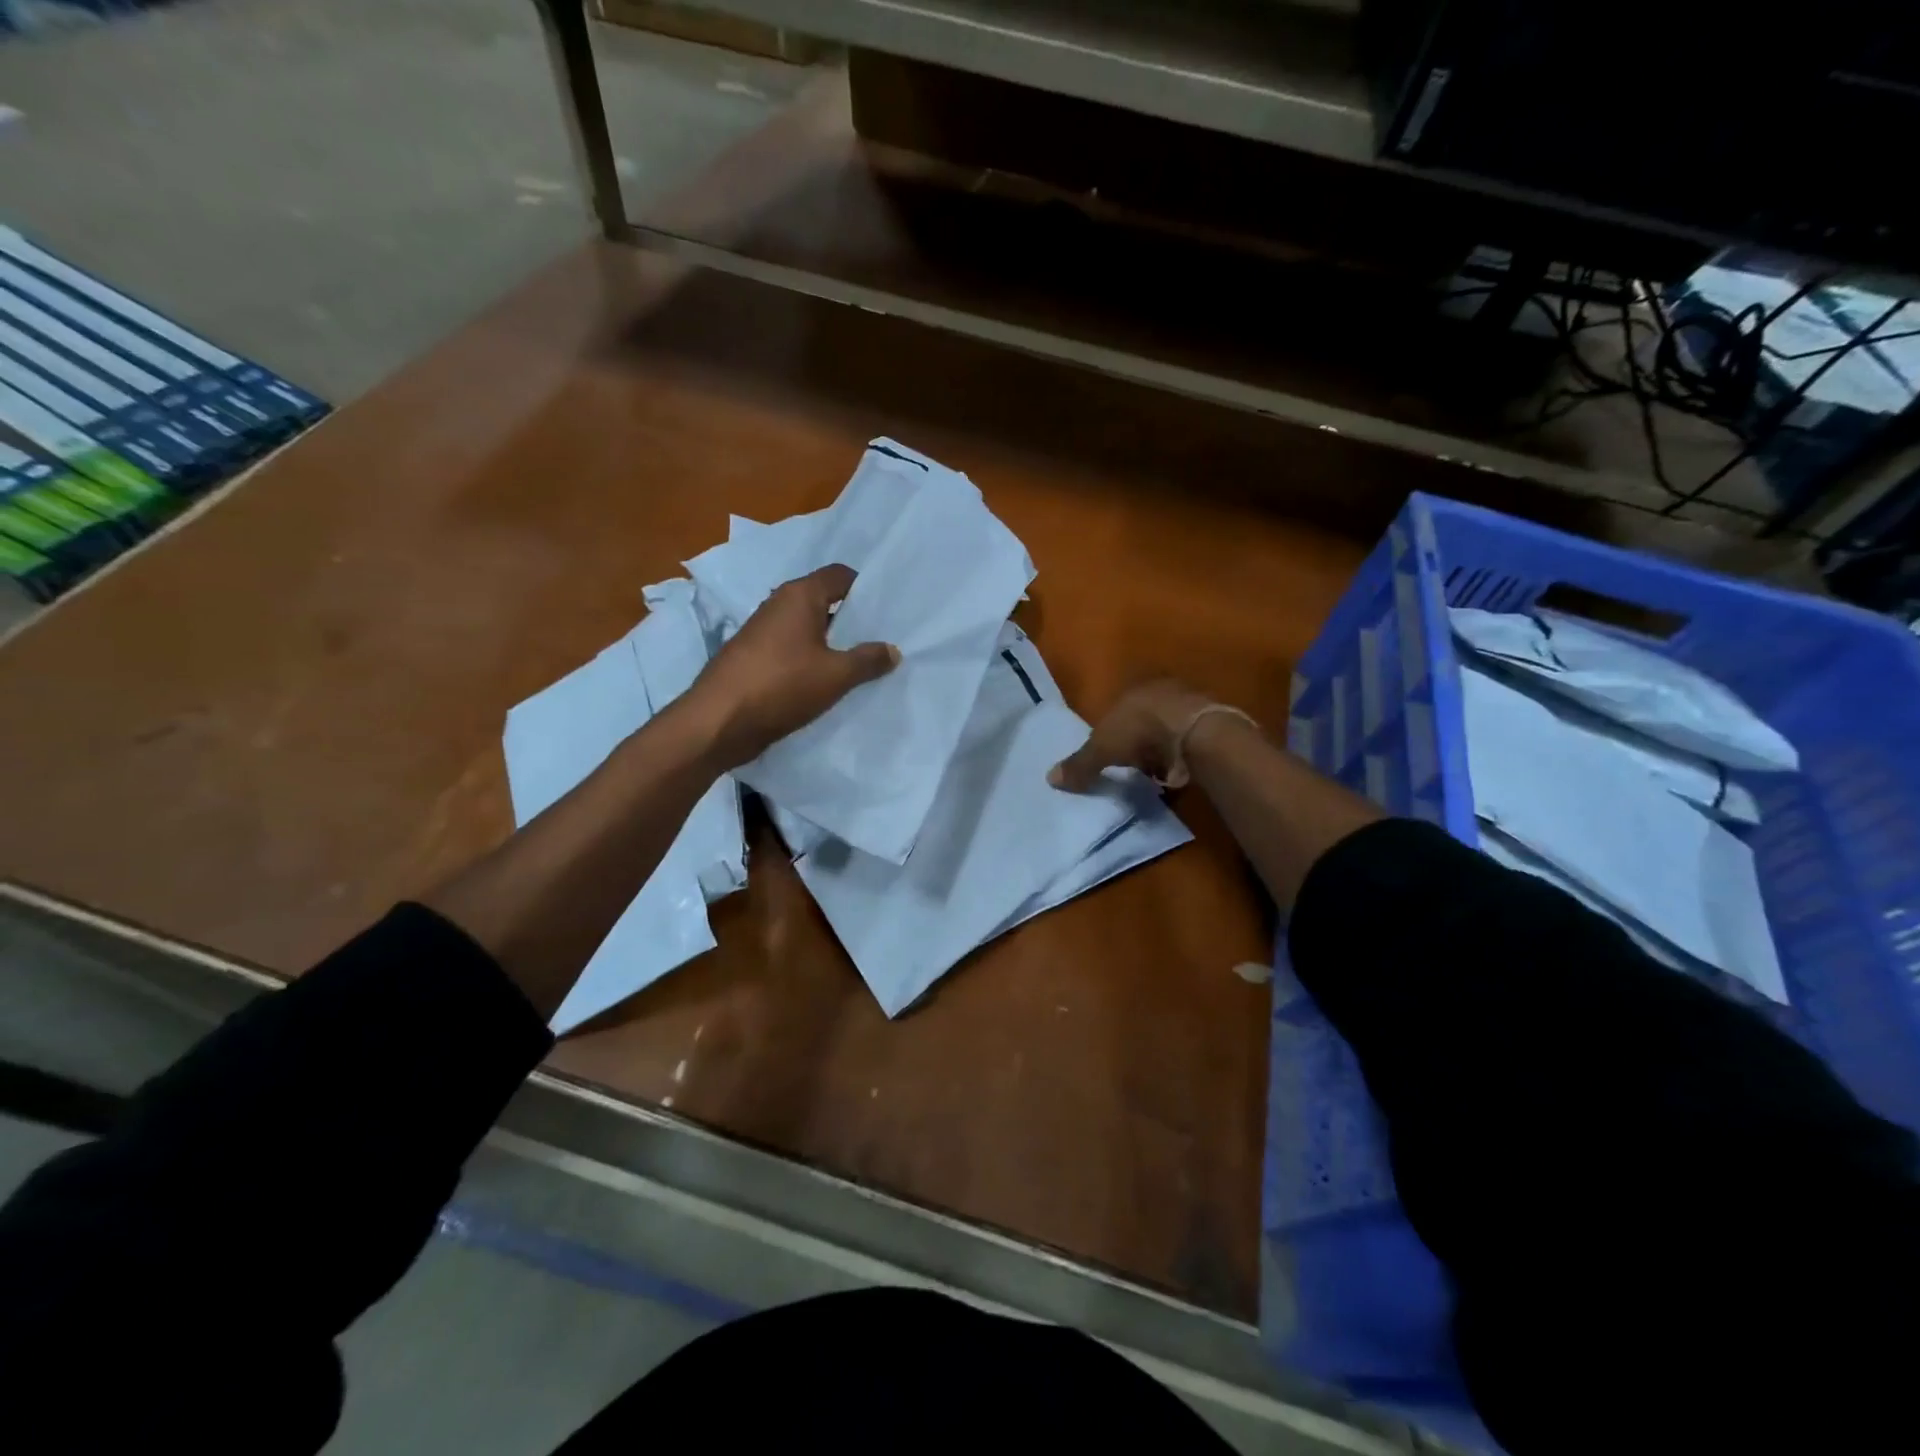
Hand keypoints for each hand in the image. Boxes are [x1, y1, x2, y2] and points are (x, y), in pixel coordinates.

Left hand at [684, 563, 899, 768]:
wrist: (718, 722)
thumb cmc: (781, 686)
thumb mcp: (836, 675)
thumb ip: (868, 660)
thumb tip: (893, 650)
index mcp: (799, 595)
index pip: (840, 575)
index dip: (865, 589)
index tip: (887, 611)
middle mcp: (778, 604)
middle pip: (823, 600)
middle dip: (851, 619)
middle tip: (881, 639)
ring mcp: (762, 631)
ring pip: (807, 628)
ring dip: (831, 642)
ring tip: (860, 663)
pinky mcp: (753, 657)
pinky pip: (792, 649)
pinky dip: (811, 659)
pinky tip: (827, 681)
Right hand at [1049, 677, 1219, 790]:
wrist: (1195, 733)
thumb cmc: (1140, 732)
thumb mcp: (1101, 750)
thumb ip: (1080, 765)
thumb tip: (1049, 778)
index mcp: (1133, 690)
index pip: (1117, 709)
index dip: (1112, 732)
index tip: (1110, 755)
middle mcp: (1161, 691)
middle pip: (1143, 719)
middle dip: (1137, 742)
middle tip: (1131, 767)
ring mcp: (1189, 705)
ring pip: (1167, 730)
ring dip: (1161, 751)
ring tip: (1155, 776)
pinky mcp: (1211, 725)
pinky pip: (1188, 743)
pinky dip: (1181, 758)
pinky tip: (1177, 775)